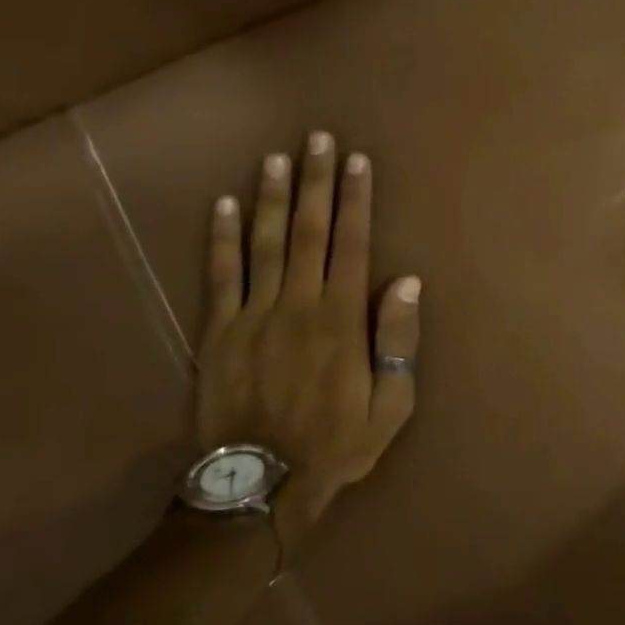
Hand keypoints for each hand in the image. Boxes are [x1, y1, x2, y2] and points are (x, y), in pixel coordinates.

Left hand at [195, 132, 420, 557]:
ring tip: (276, 157)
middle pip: (308, 230)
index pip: (352, 243)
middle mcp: (298, 303)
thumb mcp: (391, 405)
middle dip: (315, 181)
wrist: (261, 485)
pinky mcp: (219, 331)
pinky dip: (221, 238)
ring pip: (264, 242)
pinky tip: (223, 204)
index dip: (355, 199)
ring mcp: (254, 314)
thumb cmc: (336, 444)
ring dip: (270, 196)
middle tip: (317, 138)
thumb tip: (405, 280)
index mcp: (341, 318)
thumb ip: (398, 340)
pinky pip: (220, 276)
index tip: (357, 161)